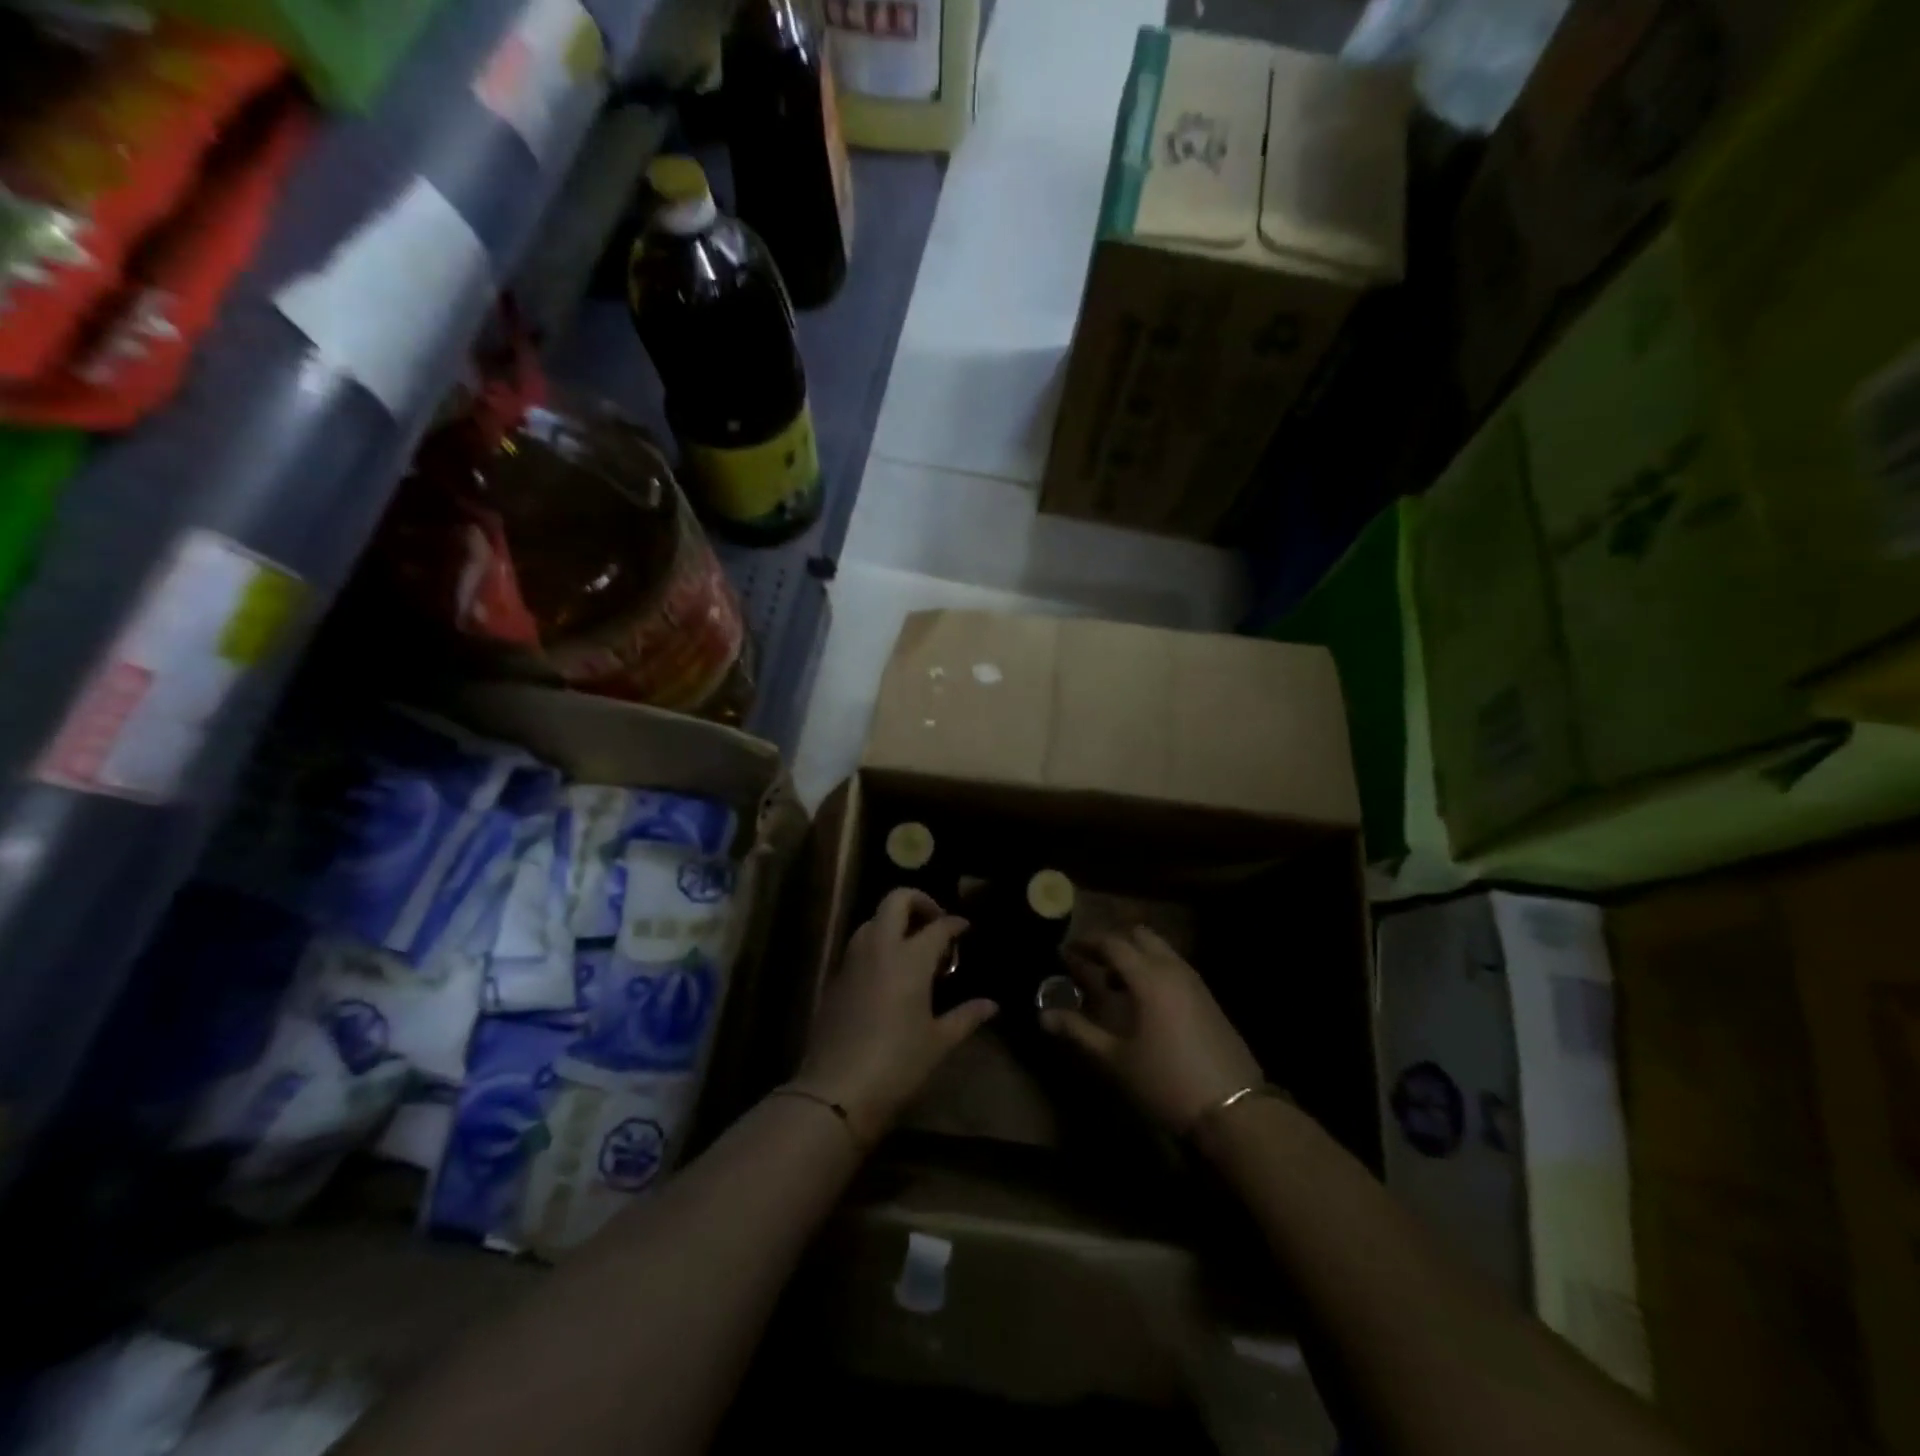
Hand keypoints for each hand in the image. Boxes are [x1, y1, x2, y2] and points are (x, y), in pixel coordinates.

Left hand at [793, 888, 996, 1142]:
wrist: (836, 1090)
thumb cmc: (897, 1063)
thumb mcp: (939, 1042)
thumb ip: (966, 1016)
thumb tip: (991, 1005)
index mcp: (910, 958)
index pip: (938, 926)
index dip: (955, 924)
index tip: (965, 929)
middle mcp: (880, 948)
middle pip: (896, 900)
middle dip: (919, 901)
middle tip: (935, 922)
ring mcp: (853, 960)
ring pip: (874, 920)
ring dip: (894, 922)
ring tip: (913, 948)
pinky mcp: (836, 977)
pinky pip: (859, 946)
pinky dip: (877, 945)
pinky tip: (889, 973)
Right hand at [1041, 926, 1262, 1133]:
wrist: (1234, 1110)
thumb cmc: (1166, 1081)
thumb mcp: (1116, 1059)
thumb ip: (1078, 1031)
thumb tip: (1043, 1016)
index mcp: (1148, 977)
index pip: (1112, 943)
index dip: (1086, 943)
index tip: (1065, 951)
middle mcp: (1173, 969)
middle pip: (1139, 936)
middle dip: (1113, 943)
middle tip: (1090, 963)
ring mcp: (1195, 982)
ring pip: (1160, 950)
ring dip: (1135, 956)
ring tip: (1113, 984)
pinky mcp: (1208, 998)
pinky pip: (1174, 967)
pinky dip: (1153, 969)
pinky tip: (1142, 1002)